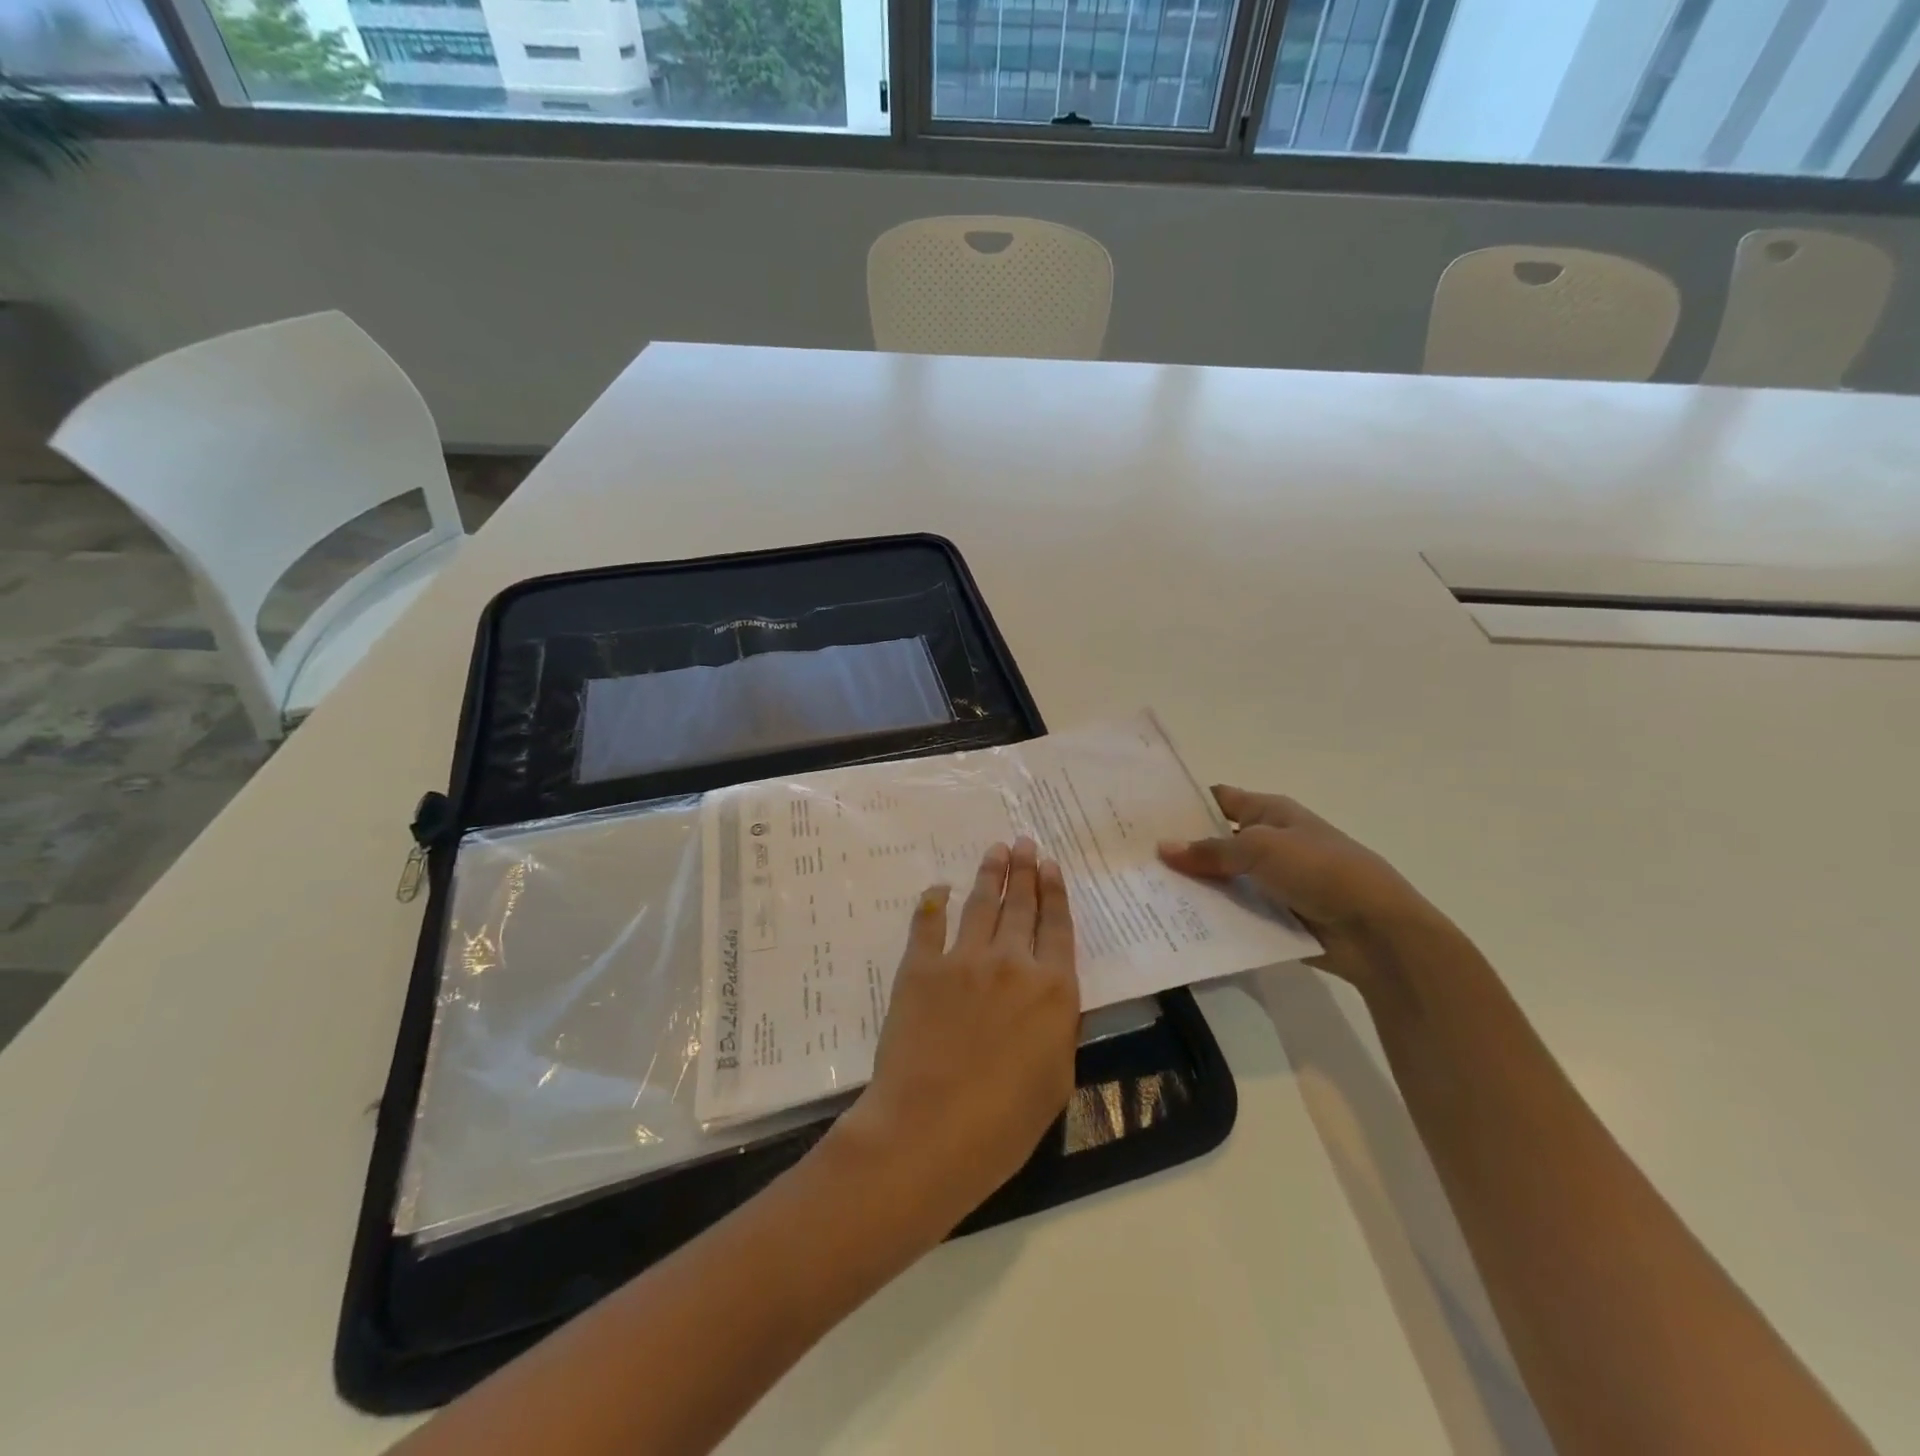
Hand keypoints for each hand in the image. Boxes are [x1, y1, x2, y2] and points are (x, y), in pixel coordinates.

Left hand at [831, 837, 1079, 1232]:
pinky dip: (934, 902)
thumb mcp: (1057, 1079)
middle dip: (1025, 871)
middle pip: (1022, 906)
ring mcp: (964, 960)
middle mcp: (1012, 962)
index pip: (1058, 928)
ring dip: (990, 873)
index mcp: (1053, 990)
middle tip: (1024, 843)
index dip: (1055, 893)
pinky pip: (928, 923)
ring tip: (996, 849)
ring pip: (981, 904)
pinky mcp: (921, 968)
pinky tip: (939, 887)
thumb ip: (1057, 1028)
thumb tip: (1050, 998)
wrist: (930, 1128)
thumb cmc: (1005, 1122)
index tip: (1050, 865)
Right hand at [1158, 786, 1444, 991]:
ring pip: (1221, 880)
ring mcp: (1270, 882)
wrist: (1377, 931)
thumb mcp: (1262, 849)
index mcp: (1270, 813)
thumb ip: (1211, 851)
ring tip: (1142, 891)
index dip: (1185, 803)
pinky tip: (1174, 922)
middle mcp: (1268, 843)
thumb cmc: (1321, 870)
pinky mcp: (1273, 917)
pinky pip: (1234, 913)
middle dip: (1180, 849)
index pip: (1219, 800)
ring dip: (1192, 886)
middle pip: (1215, 842)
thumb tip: (1163, 848)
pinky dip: (1211, 916)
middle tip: (1132, 856)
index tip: (1143, 811)